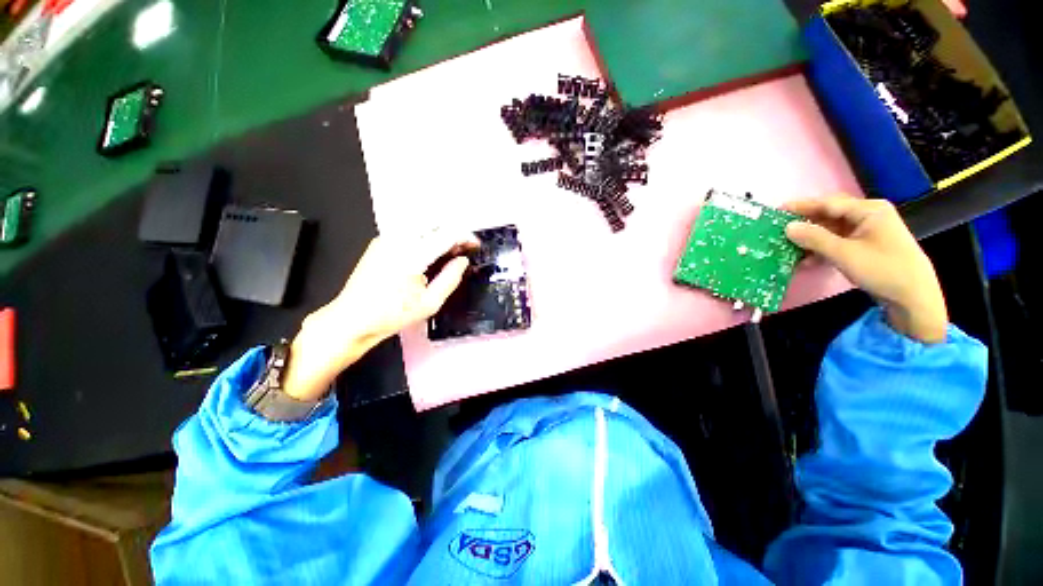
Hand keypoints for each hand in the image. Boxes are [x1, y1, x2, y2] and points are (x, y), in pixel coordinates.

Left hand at [283, 229, 478, 400]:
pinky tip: (430, 253)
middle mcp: (397, 239)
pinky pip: (409, 230)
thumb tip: (463, 261)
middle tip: (463, 248)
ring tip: (449, 251)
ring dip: (440, 232)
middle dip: (453, 231)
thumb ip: (451, 278)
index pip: (446, 233)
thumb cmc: (392, 315)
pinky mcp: (380, 242)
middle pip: (434, 222)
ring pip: (422, 223)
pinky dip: (425, 236)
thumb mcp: (430, 303)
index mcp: (412, 255)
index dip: (465, 236)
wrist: (352, 319)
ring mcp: (386, 238)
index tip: (475, 245)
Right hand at [783, 196, 947, 343]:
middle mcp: (868, 216)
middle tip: (780, 229)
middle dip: (805, 223)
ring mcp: (868, 231)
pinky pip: (838, 242)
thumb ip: (814, 238)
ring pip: (832, 230)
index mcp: (868, 210)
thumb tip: (787, 227)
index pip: (828, 203)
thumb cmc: (882, 269)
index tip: (777, 211)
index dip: (802, 207)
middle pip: (830, 215)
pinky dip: (822, 249)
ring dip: (811, 239)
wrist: (913, 297)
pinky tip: (807, 260)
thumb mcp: (844, 253)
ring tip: (789, 247)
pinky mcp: (866, 246)